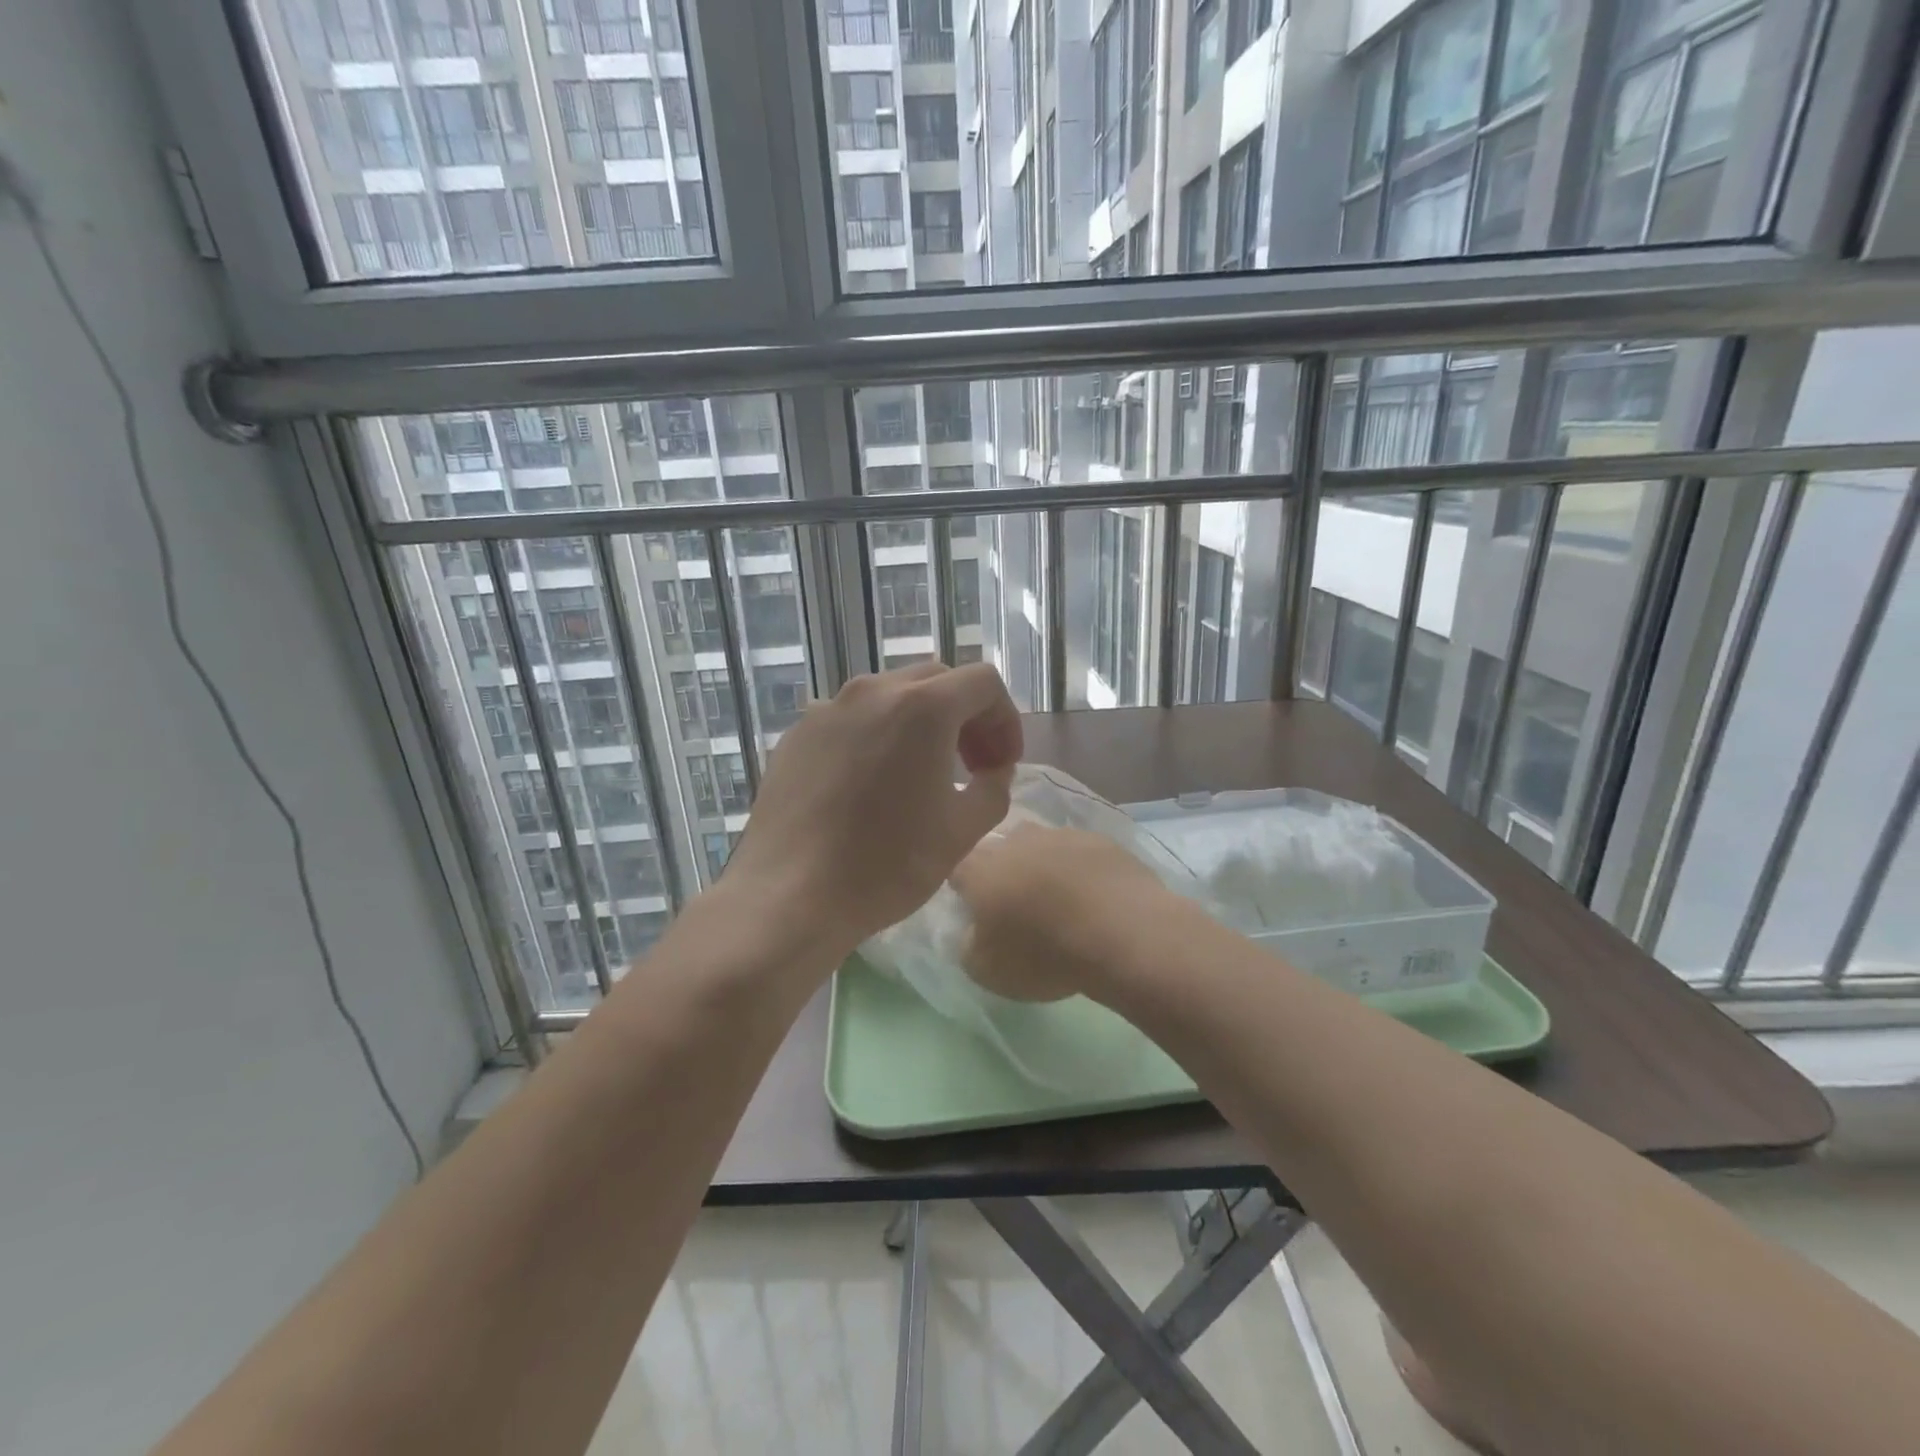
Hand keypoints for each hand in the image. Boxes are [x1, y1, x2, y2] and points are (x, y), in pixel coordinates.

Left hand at [722, 661, 1023, 961]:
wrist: (790, 896)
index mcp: (923, 707)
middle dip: (966, 716)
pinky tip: (869, 786)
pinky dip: (876, 737)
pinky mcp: (797, 734)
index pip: (983, 682)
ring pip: (890, 697)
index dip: (1005, 719)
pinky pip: (851, 720)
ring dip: (920, 724)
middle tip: (971, 766)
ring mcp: (828, 709)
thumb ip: (993, 787)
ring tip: (920, 774)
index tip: (1002, 764)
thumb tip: (991, 771)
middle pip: (937, 681)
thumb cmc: (886, 864)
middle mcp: (873, 691)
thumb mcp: (963, 831)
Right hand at [951, 822, 1174, 1001]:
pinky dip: (1080, 869)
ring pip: (1040, 845)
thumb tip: (974, 932)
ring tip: (1058, 899)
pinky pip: (1079, 853)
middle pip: (999, 850)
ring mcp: (1060, 835)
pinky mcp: (1100, 840)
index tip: (975, 912)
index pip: (957, 870)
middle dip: (1003, 872)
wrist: (1121, 932)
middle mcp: (1015, 840)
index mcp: (979, 868)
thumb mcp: (986, 970)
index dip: (963, 890)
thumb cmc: (1043, 953)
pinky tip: (1093, 896)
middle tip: (1016, 905)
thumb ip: (969, 945)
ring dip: (1042, 866)